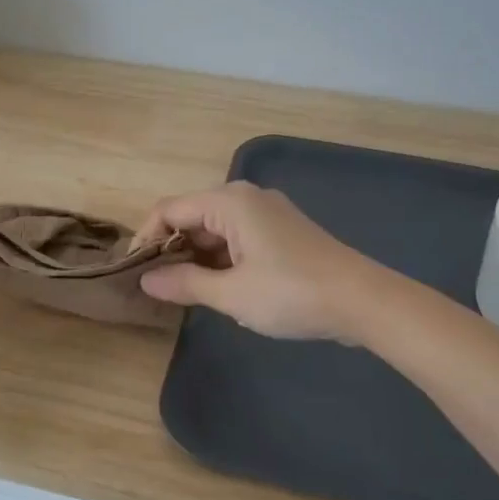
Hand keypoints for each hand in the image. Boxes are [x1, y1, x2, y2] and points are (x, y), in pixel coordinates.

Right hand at [136, 182, 384, 341]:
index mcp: (229, 202)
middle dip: (171, 249)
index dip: (146, 239)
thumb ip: (184, 283)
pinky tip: (217, 287)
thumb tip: (146, 280)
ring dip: (195, 256)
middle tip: (156, 286)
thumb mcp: (232, 294)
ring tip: (182, 292)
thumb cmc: (292, 293)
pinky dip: (220, 258)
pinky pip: (236, 237)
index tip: (134, 272)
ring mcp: (267, 213)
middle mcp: (246, 198)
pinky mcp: (282, 231)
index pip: (169, 210)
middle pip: (191, 216)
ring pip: (214, 228)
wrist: (364, 301)